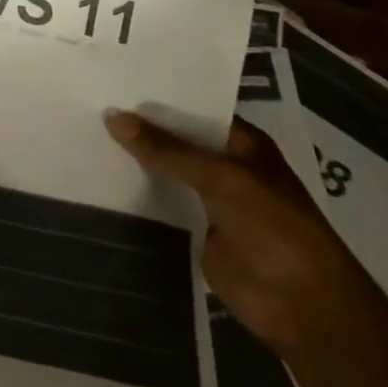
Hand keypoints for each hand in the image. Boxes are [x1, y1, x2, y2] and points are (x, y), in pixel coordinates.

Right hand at [104, 109, 377, 359]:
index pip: (193, 109)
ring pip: (165, 172)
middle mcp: (225, 166)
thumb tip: (112, 116)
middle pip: (176, 140)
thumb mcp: (220, 178)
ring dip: (135, 160)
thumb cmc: (275, 228)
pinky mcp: (195, 230)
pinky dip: (137, 194)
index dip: (157, 97)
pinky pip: (161, 204)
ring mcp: (210, 200)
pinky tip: (99, 178)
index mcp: (242, 144)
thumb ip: (166, 149)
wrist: (303, 305)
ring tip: (84, 134)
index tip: (112, 80)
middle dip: (140, 128)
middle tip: (88, 103)